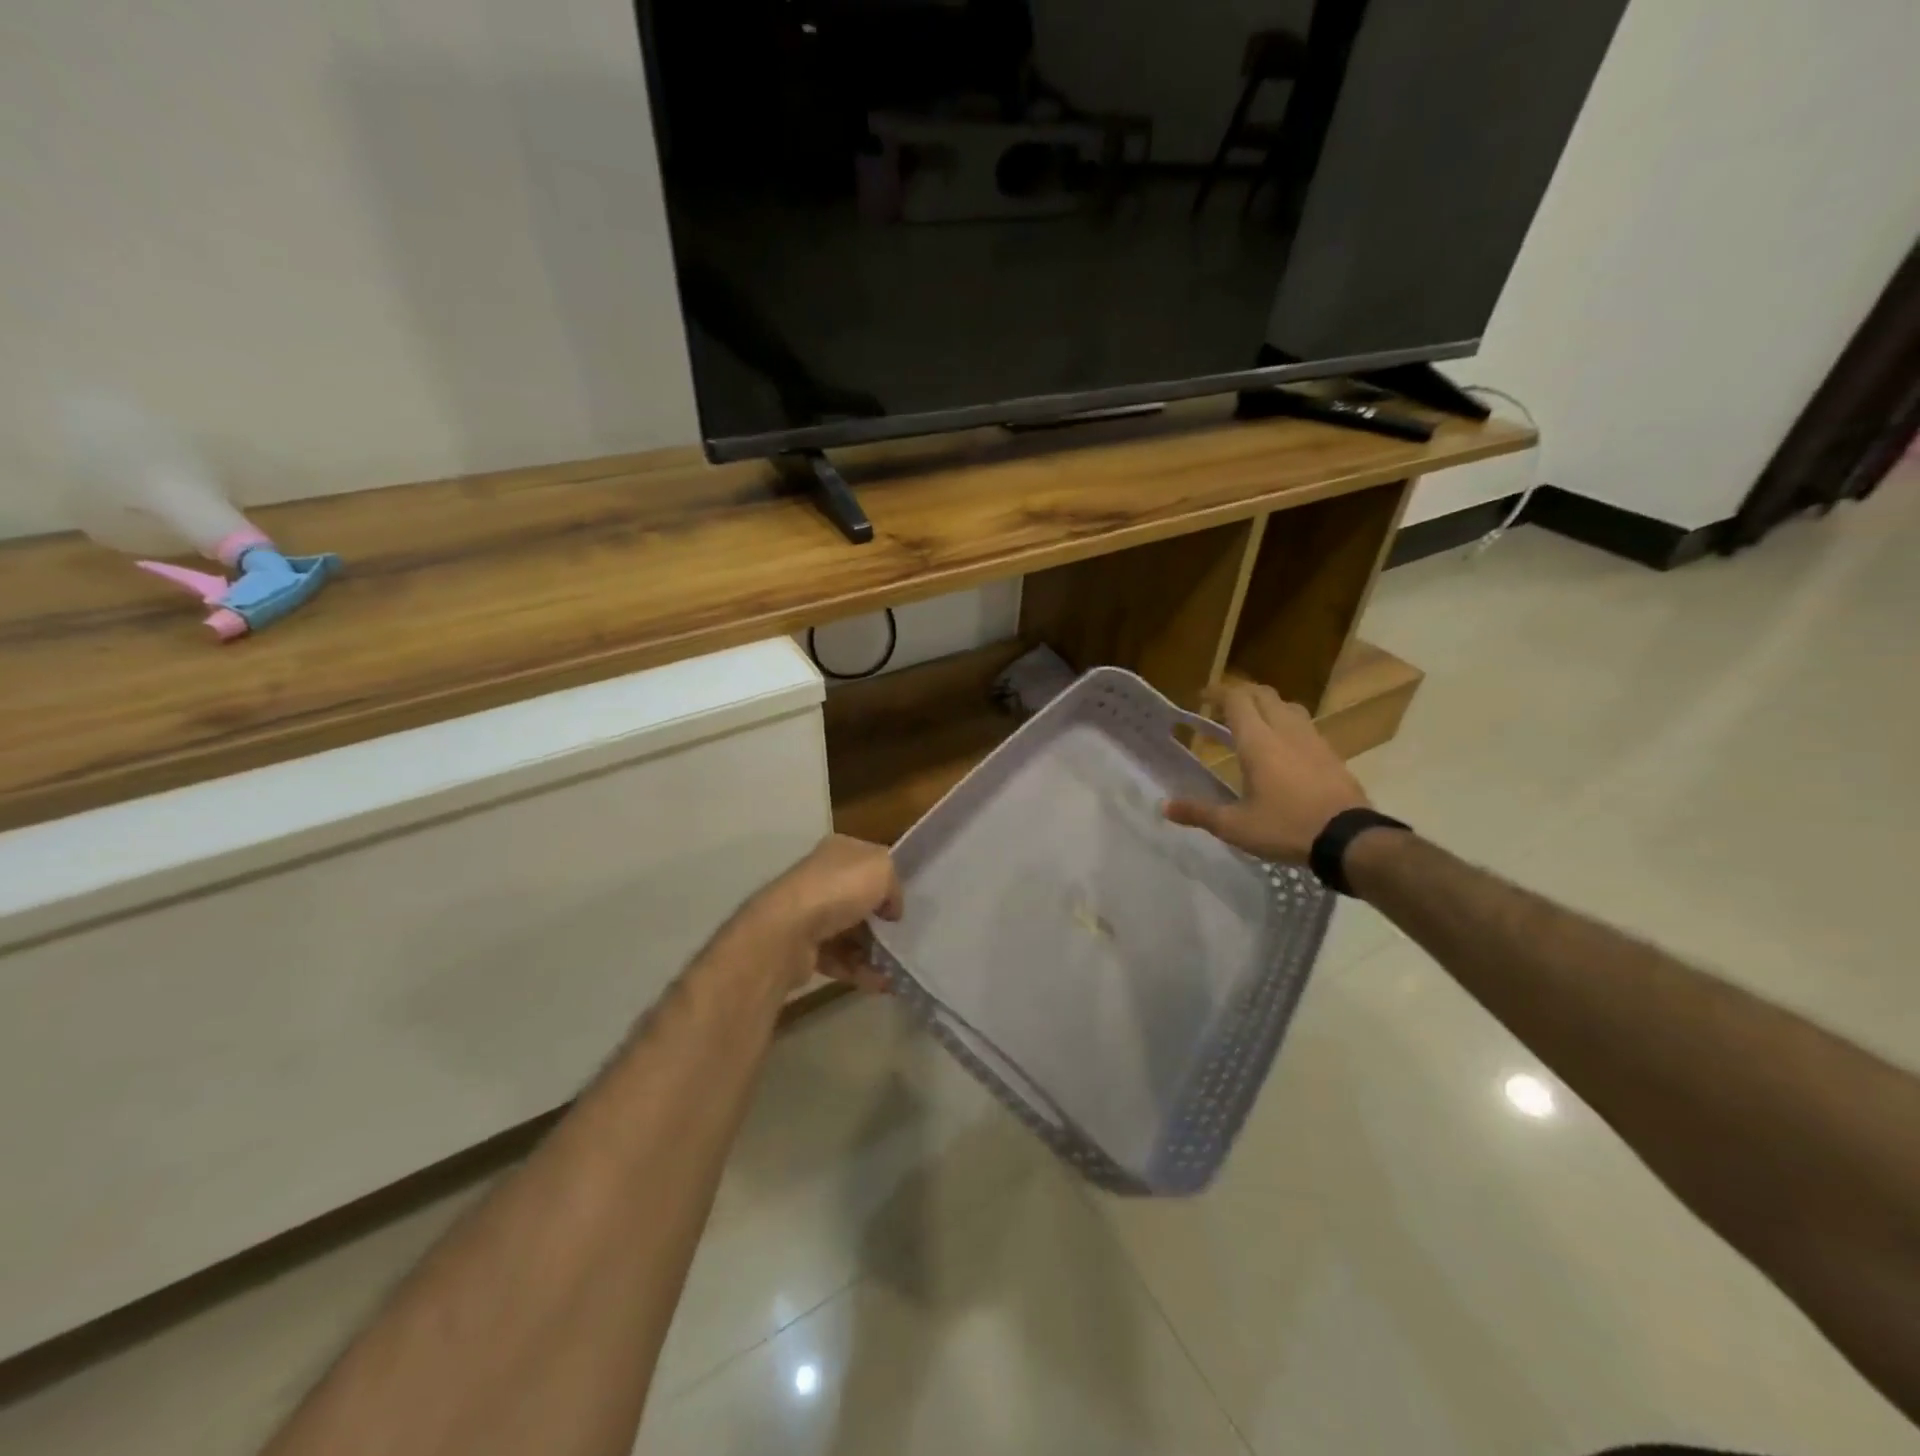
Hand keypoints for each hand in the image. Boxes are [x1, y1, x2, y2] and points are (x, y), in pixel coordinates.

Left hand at [746, 835, 902, 992]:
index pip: (869, 861)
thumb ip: (894, 884)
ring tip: (896, 966)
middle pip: (858, 899)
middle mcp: (820, 878)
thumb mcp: (882, 869)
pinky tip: (881, 982)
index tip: (905, 902)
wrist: (788, 931)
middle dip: (880, 919)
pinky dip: (859, 970)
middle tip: (903, 936)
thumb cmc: (839, 890)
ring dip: (872, 950)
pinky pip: (838, 958)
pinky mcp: (802, 947)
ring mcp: (808, 913)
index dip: (888, 880)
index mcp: (838, 851)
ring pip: (848, 931)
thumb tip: (891, 909)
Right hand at [1164, 681, 1371, 862]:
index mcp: (1258, 742)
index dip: (1217, 693)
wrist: (1348, 838)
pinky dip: (1287, 724)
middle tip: (1223, 707)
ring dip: (1267, 706)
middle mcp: (1285, 731)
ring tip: (1254, 722)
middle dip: (1241, 694)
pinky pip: (1304, 725)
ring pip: (1287, 706)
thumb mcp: (1235, 826)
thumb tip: (1164, 807)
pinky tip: (1284, 747)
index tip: (1201, 697)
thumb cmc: (1285, 827)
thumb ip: (1199, 813)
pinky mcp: (1330, 753)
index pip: (1236, 700)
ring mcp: (1312, 740)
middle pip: (1263, 695)